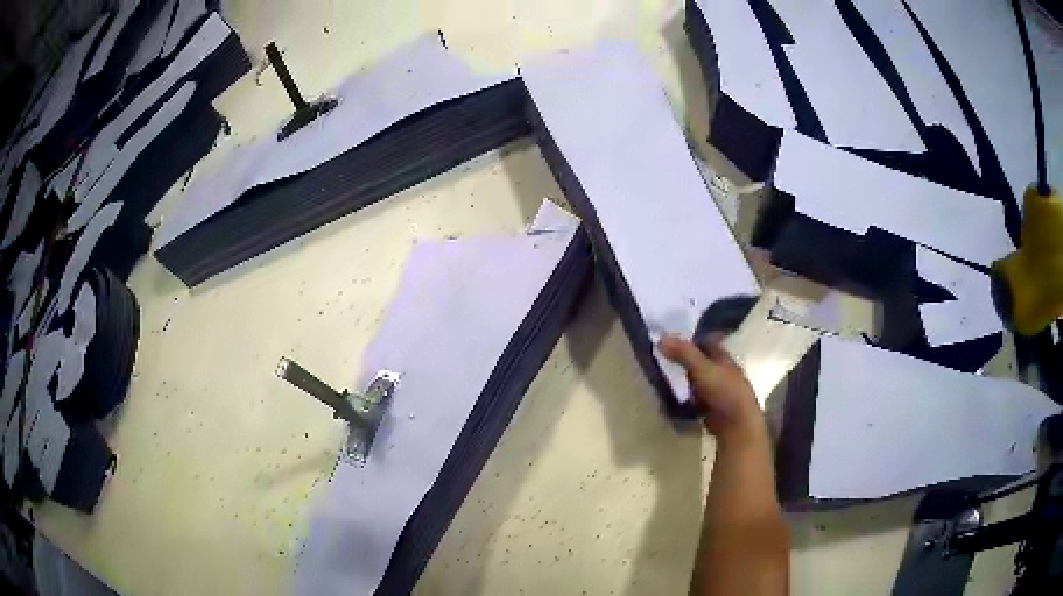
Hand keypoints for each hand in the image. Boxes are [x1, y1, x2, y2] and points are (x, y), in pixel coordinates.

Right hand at [660, 335, 761, 440]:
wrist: (736, 424)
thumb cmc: (723, 391)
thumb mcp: (701, 368)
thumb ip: (683, 353)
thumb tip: (661, 337)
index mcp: (724, 357)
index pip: (706, 341)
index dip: (689, 338)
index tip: (670, 339)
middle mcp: (723, 370)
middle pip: (701, 360)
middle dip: (684, 359)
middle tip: (662, 358)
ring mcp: (719, 390)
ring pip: (698, 379)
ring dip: (684, 379)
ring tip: (664, 378)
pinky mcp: (714, 407)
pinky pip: (696, 397)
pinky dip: (686, 396)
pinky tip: (673, 398)